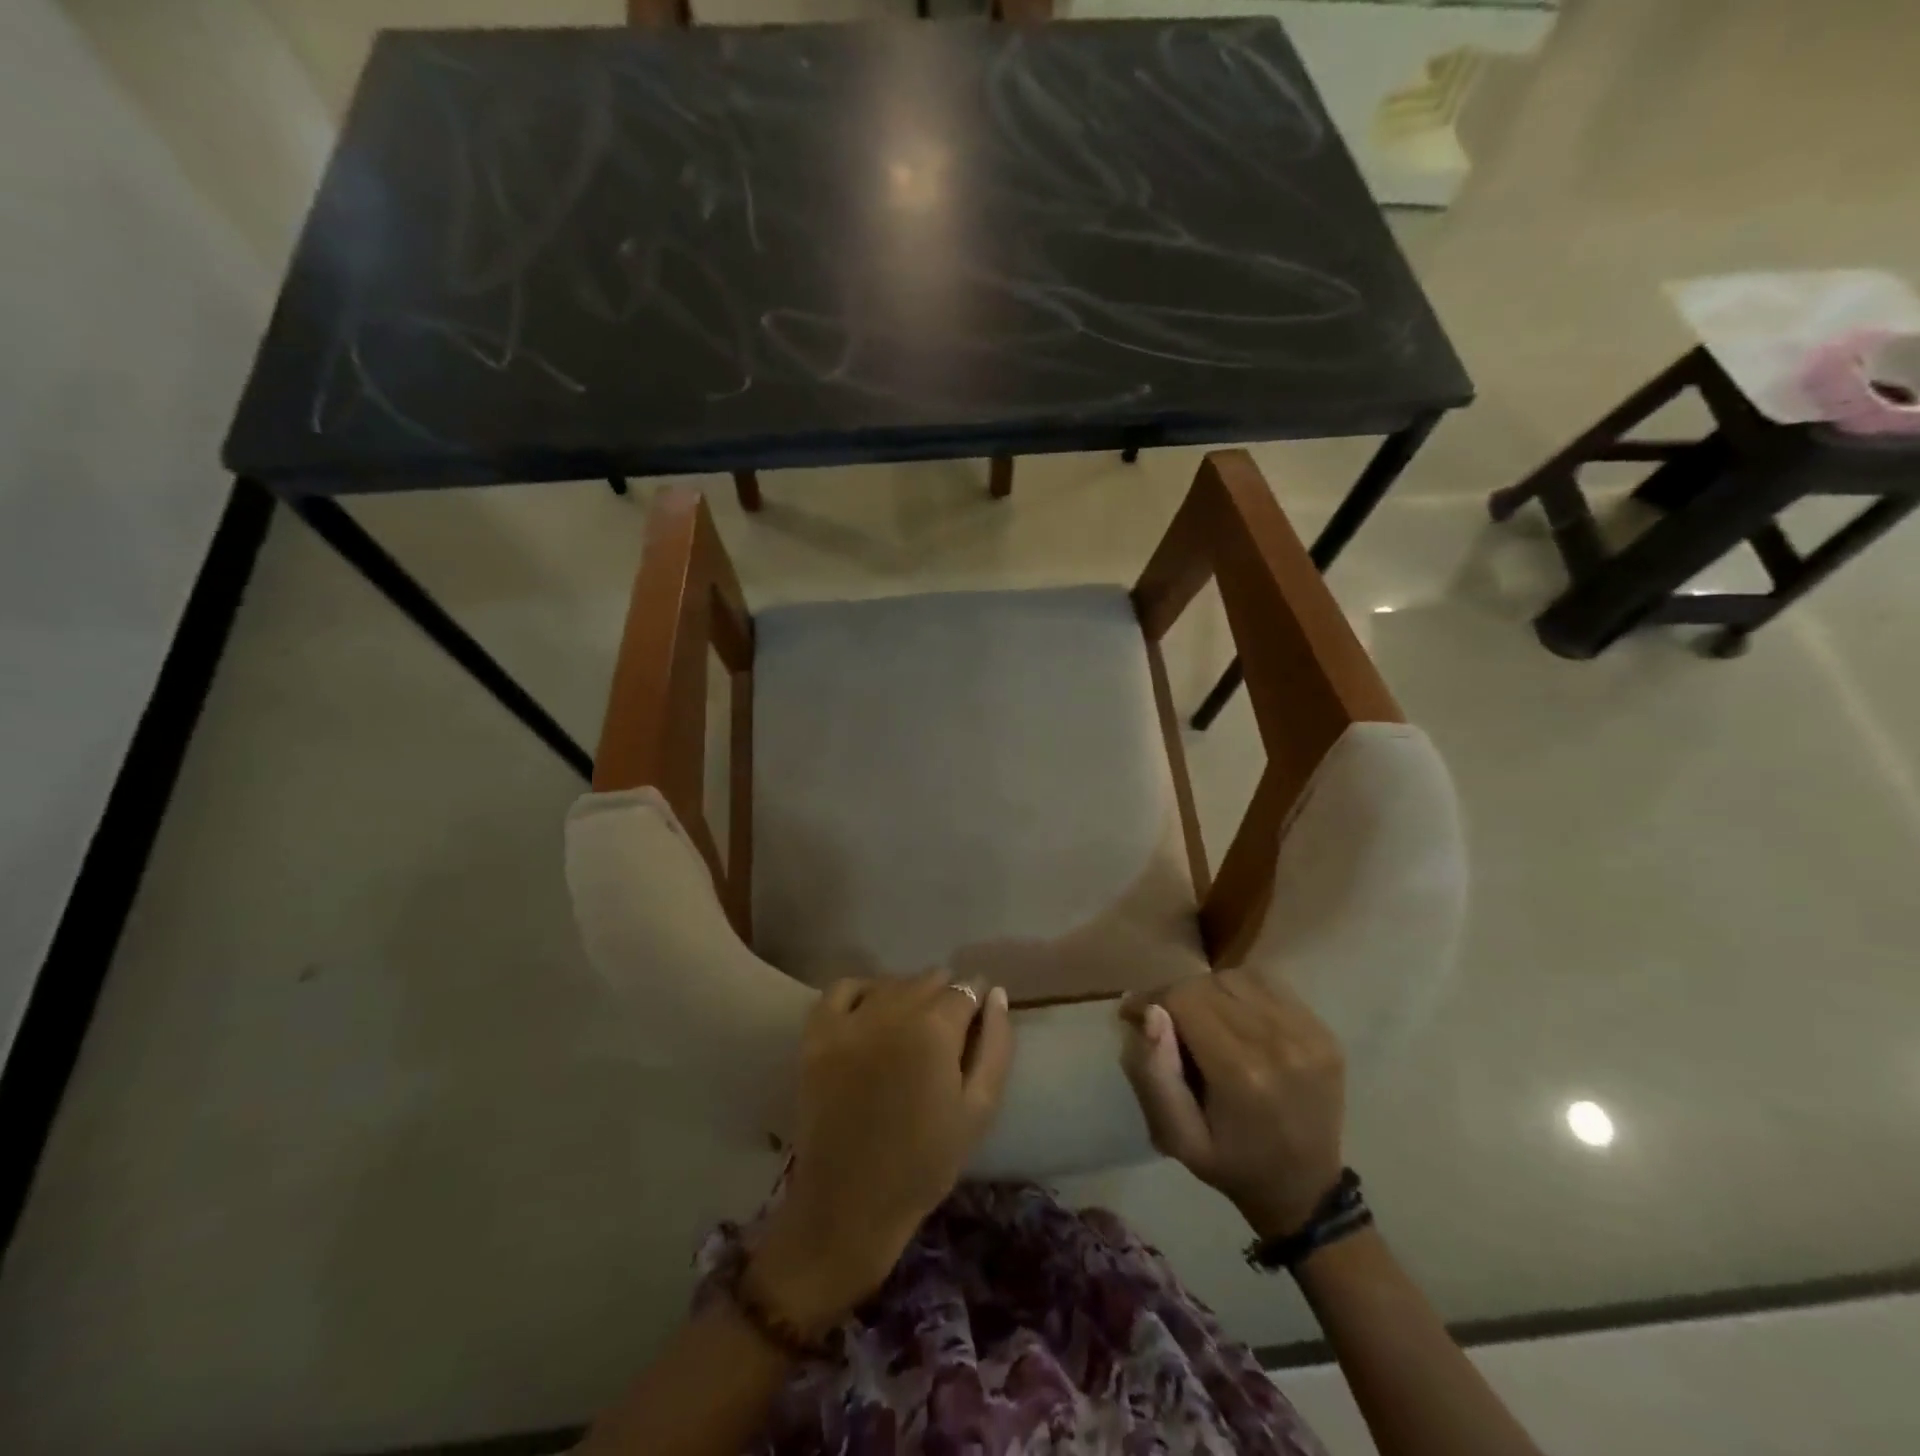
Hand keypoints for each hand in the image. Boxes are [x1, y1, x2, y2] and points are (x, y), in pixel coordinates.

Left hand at [751, 972, 1012, 1333]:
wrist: (850, 1204)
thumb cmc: (925, 1162)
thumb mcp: (979, 1109)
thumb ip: (995, 1045)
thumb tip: (995, 993)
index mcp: (935, 1030)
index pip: (965, 989)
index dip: (975, 1002)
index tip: (976, 1021)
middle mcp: (892, 1011)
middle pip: (928, 981)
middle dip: (944, 998)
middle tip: (945, 1035)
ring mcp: (849, 1020)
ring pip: (891, 983)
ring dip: (907, 995)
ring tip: (911, 1028)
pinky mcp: (816, 1034)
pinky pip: (842, 988)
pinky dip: (862, 991)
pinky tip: (871, 1014)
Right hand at [1120, 970, 1345, 1238]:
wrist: (1306, 1191)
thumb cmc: (1232, 1164)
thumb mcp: (1178, 1137)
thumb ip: (1155, 1074)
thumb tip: (1150, 1011)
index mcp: (1241, 1073)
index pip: (1184, 999)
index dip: (1152, 999)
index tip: (1133, 1014)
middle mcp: (1279, 1043)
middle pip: (1209, 984)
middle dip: (1178, 996)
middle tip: (1166, 1021)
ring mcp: (1308, 1034)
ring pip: (1237, 978)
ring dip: (1209, 991)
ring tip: (1202, 1020)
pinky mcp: (1324, 1032)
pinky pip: (1269, 985)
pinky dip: (1242, 992)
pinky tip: (1235, 1017)